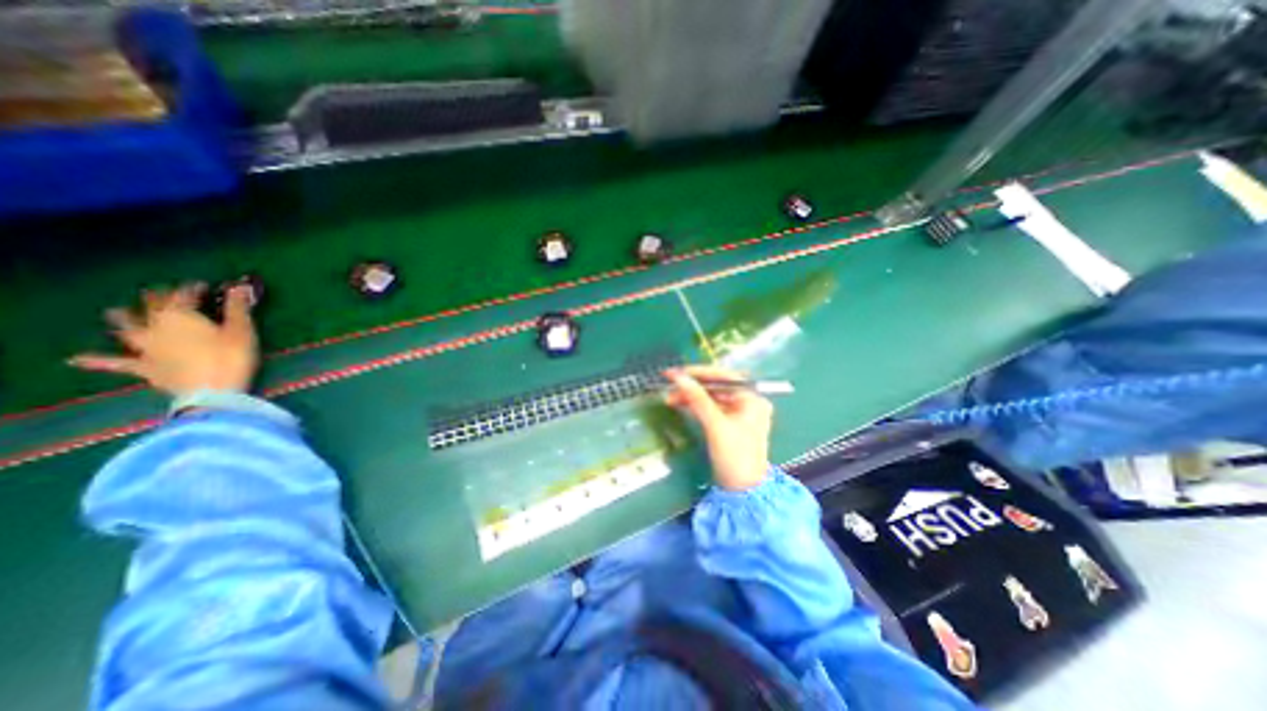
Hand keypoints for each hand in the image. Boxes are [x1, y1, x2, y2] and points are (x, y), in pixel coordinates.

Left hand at [69, 280, 259, 394]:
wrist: (211, 390)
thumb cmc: (231, 356)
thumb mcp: (242, 330)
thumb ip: (237, 308)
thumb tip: (239, 286)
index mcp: (180, 316)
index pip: (183, 295)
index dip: (192, 288)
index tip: (203, 285)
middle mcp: (156, 327)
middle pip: (152, 308)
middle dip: (156, 298)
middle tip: (159, 292)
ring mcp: (146, 347)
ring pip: (128, 329)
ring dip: (123, 319)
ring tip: (116, 312)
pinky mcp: (144, 367)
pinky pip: (116, 363)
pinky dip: (97, 360)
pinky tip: (77, 359)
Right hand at [664, 367, 772, 487]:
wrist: (743, 492)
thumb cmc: (735, 456)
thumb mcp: (715, 425)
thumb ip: (697, 399)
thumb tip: (678, 377)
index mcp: (752, 398)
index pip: (723, 376)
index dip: (699, 372)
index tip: (677, 371)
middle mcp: (747, 402)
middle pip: (716, 387)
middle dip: (693, 386)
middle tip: (670, 384)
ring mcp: (739, 414)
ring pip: (712, 398)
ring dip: (692, 397)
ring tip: (670, 397)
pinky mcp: (730, 425)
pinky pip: (711, 409)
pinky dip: (696, 407)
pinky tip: (680, 405)